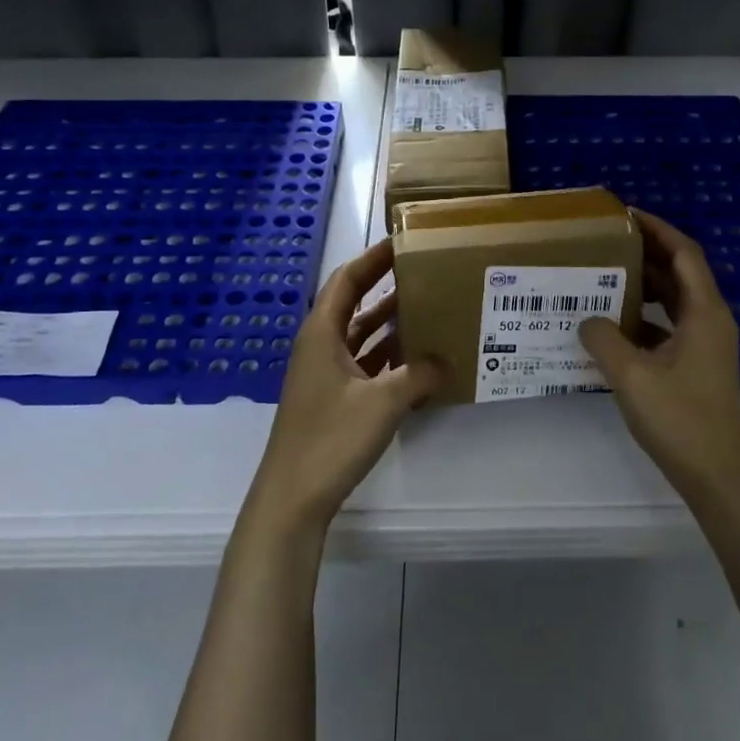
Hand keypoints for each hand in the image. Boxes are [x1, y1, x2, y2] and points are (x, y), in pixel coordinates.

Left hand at [244, 239, 443, 536]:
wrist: (292, 498)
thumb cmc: (331, 438)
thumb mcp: (383, 402)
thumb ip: (419, 374)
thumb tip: (447, 360)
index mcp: (321, 333)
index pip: (347, 280)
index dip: (373, 258)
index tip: (404, 242)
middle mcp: (319, 346)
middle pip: (353, 304)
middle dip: (386, 288)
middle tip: (424, 273)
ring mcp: (323, 375)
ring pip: (359, 336)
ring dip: (389, 324)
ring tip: (428, 309)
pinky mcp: (331, 400)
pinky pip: (362, 364)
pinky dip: (387, 357)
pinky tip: (416, 360)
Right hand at [578, 211, 739, 500]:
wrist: (715, 475)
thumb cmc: (679, 420)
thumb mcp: (632, 375)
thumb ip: (604, 339)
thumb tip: (587, 320)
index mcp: (704, 312)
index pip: (684, 253)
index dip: (657, 229)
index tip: (625, 215)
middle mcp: (710, 320)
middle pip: (679, 272)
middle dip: (646, 252)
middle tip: (605, 242)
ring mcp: (705, 344)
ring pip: (673, 300)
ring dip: (643, 284)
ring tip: (604, 274)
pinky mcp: (696, 364)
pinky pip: (668, 325)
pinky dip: (644, 316)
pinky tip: (612, 324)